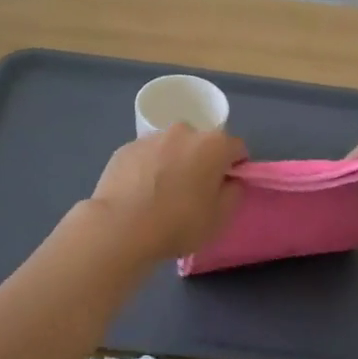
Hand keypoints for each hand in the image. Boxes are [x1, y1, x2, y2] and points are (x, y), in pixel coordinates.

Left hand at [87, 126, 245, 259]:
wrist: (120, 227)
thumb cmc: (178, 223)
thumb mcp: (220, 217)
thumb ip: (233, 193)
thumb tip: (229, 181)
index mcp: (213, 144)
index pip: (236, 148)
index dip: (236, 167)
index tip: (227, 187)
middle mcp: (184, 131)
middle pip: (202, 144)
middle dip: (202, 162)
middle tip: (194, 191)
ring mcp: (151, 138)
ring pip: (172, 148)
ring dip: (173, 162)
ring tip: (162, 193)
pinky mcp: (125, 148)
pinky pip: (146, 156)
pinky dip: (148, 168)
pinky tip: (140, 193)